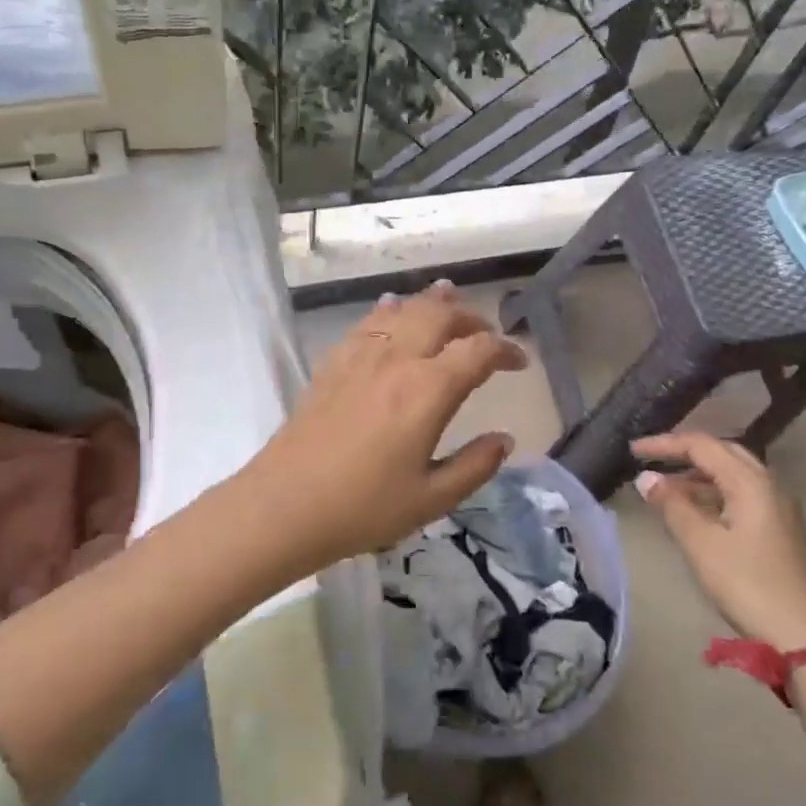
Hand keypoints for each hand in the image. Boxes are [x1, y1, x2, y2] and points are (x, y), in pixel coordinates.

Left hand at [236, 282, 528, 571]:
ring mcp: (361, 356)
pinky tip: (392, 309)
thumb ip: (475, 466)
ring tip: (448, 298)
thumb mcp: (431, 499)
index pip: (478, 350)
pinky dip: (390, 309)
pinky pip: (368, 322)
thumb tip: (505, 439)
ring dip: (431, 303)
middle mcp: (398, 360)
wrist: (285, 504)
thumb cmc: (363, 507)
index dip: (506, 350)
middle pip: (441, 315)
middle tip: (485, 333)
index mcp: (429, 390)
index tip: (519, 363)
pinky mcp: (334, 362)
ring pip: (404, 310)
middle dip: (470, 317)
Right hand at [630, 432, 805, 649]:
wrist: (804, 637)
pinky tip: (692, 512)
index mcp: (750, 482)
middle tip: (651, 460)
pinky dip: (711, 494)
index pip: (702, 446)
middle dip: (683, 453)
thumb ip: (672, 505)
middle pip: (721, 453)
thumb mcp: (701, 544)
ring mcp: (776, 507)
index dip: (665, 444)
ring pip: (731, 475)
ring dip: (697, 476)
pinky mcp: (777, 529)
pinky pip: (739, 495)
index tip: (634, 451)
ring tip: (663, 489)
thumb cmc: (748, 584)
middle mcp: (767, 485)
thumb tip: (646, 478)